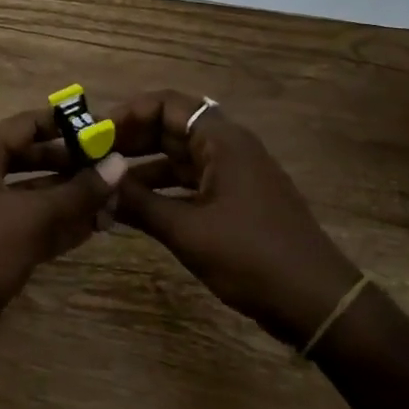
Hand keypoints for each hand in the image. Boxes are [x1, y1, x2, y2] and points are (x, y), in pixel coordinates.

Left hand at [0, 109, 113, 350]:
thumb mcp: (34, 217)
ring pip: (34, 195)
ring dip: (71, 199)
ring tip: (114, 201)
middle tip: (115, 168)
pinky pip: (30, 224)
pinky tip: (94, 228)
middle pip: (31, 159)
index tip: (104, 128)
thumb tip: (119, 163)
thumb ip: (78, 191)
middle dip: (73, 166)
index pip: (26, 125)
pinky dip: (58, 225)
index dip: (65, 124)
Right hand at [108, 91, 361, 346]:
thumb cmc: (252, 257)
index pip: (167, 104)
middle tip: (91, 160)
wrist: (316, 303)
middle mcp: (228, 148)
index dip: (128, 113)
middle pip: (170, 128)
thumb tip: (96, 184)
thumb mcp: (187, 230)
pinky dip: (161, 191)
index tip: (96, 136)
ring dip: (142, 168)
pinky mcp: (235, 201)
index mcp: (222, 141)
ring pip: (178, 158)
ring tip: (104, 185)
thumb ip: (139, 203)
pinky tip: (133, 209)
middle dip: (130, 140)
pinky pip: (189, 183)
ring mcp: (234, 175)